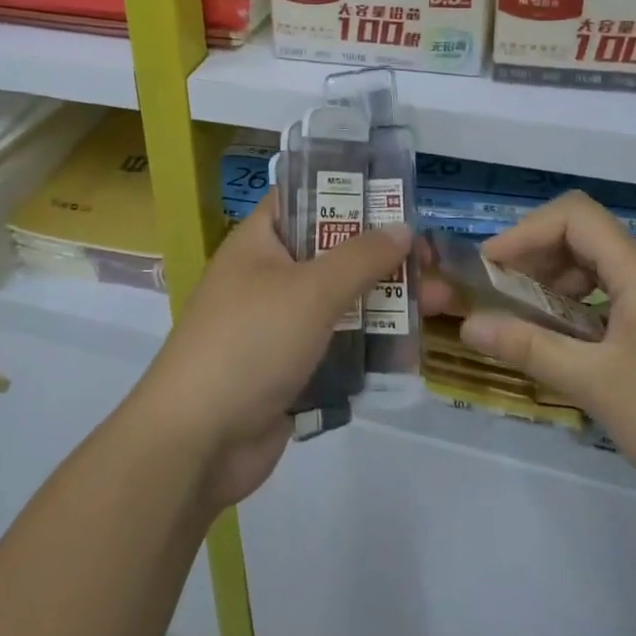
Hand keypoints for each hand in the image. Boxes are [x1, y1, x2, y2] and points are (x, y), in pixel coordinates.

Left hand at [130, 197, 410, 511]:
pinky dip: (368, 346)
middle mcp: (268, 276)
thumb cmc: (250, 342)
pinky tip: (410, 352)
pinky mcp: (290, 368)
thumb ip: (360, 257)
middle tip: (434, 264)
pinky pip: (336, 346)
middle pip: (332, 253)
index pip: (305, 198)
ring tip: (437, 305)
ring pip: (340, 302)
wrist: (198, 441)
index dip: (350, 194)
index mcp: (259, 242)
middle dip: (383, 257)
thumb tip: (401, 228)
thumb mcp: (310, 290)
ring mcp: (278, 325)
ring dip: (384, 303)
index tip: (399, 202)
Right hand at [424, 191, 635, 535]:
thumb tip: (469, 325)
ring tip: (530, 328)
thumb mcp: (596, 384)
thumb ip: (529, 347)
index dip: (525, 232)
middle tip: (501, 298)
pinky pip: (619, 307)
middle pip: (585, 240)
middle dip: (535, 260)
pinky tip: (574, 357)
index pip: (573, 216)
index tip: (491, 269)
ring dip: (558, 290)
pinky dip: (584, 317)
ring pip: (602, 275)